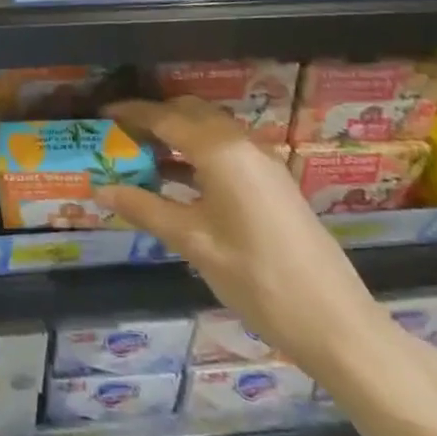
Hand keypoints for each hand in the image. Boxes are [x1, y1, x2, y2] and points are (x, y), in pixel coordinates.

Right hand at [97, 97, 392, 373]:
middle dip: (155, 118)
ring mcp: (263, 160)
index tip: (102, 113)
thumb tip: (100, 190)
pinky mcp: (274, 180)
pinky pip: (226, 148)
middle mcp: (242, 143)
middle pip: (190, 112)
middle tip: (121, 136)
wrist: (336, 323)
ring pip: (210, 129)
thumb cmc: (257, 279)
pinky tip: (180, 181)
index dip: (131, 113)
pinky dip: (197, 151)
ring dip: (177, 134)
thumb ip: (145, 209)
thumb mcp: (194, 243)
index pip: (165, 117)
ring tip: (143, 156)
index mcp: (220, 150)